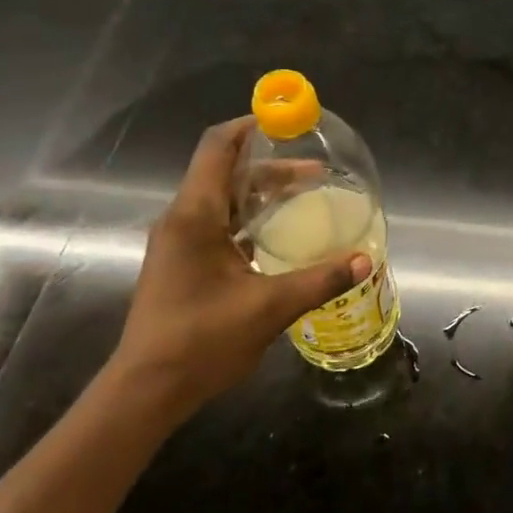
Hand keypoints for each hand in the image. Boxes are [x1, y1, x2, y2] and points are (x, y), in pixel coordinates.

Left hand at [111, 118, 369, 419]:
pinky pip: (220, 223)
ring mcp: (180, 241)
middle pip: (227, 171)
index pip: (218, 147)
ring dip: (263, 192)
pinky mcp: (184, 262)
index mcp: (195, 216)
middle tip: (317, 171)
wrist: (146, 390)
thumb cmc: (200, 341)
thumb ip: (319, 280)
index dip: (250, 126)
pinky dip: (251, 217)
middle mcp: (183, 219)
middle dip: (272, 165)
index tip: (287, 121)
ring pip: (225, 198)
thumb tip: (366, 260)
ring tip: (306, 195)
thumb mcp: (268, 308)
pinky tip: (281, 234)